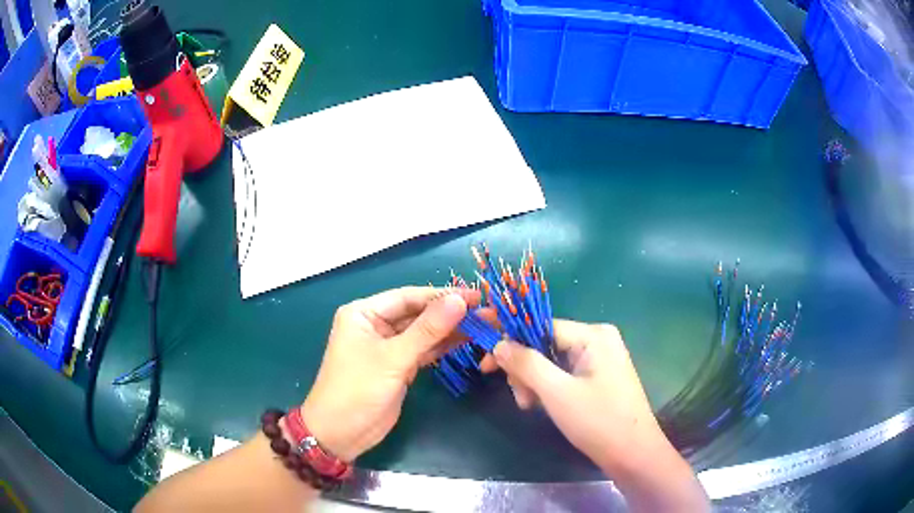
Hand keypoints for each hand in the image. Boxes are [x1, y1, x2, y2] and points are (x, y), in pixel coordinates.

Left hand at [300, 287, 478, 461]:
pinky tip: (466, 342)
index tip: (476, 296)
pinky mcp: (397, 366)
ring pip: (423, 333)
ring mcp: (387, 347)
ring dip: (450, 330)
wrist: (341, 434)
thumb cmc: (358, 389)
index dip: (442, 295)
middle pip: (417, 313)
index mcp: (364, 313)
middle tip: (486, 313)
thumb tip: (460, 300)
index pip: (408, 296)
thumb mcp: (393, 358)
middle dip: (450, 313)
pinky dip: (442, 347)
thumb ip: (427, 329)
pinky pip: (423, 350)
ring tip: (484, 326)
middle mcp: (375, 325)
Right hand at [489, 321, 708, 511]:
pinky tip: (542, 405)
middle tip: (520, 398)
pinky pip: (564, 373)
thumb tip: (498, 343)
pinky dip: (549, 387)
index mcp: (593, 334)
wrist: (633, 454)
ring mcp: (601, 358)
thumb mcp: (556, 392)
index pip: (541, 326)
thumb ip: (525, 364)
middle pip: (545, 345)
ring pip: (552, 361)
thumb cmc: (598, 421)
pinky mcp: (600, 377)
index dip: (511, 342)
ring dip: (534, 382)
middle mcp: (598, 339)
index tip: (485, 362)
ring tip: (530, 406)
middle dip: (525, 370)